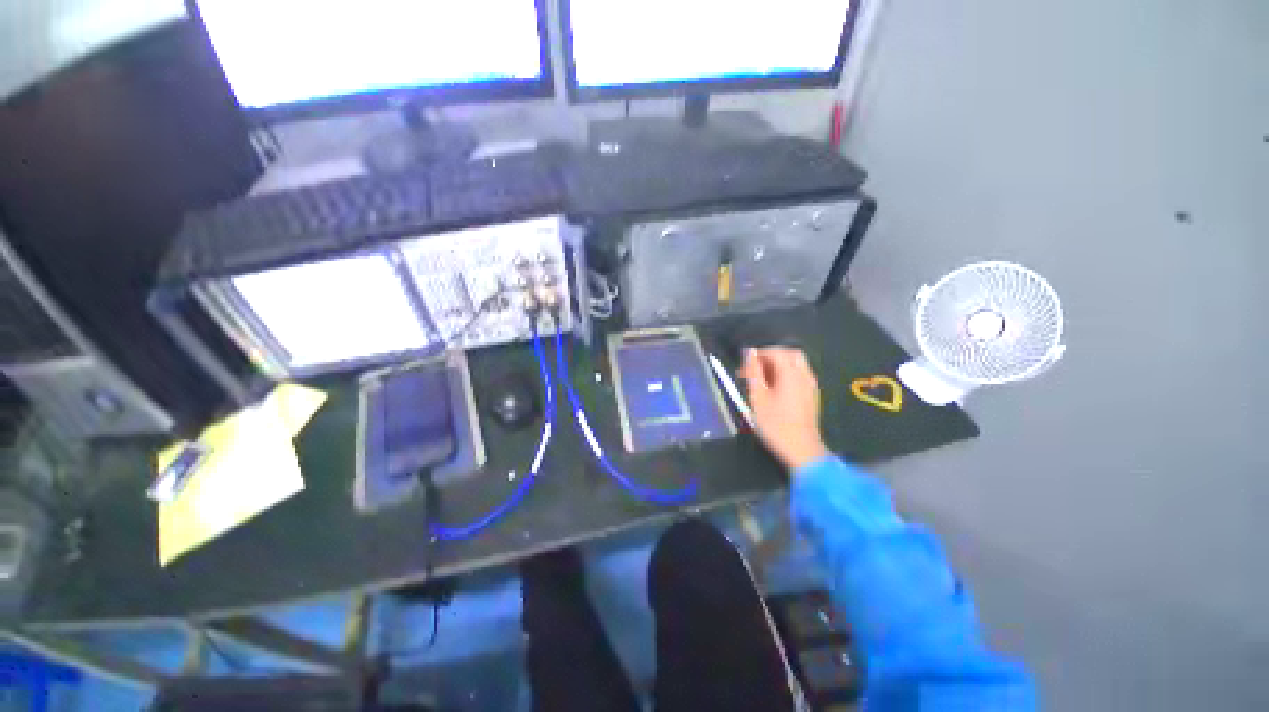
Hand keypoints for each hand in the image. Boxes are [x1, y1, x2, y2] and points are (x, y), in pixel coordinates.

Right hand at [739, 347, 827, 471]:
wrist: (801, 449)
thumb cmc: (775, 424)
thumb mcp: (757, 397)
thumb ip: (753, 372)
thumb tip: (749, 353)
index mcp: (791, 374)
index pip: (776, 352)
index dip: (759, 354)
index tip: (745, 365)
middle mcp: (804, 376)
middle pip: (790, 354)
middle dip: (771, 357)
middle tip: (755, 369)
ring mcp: (811, 386)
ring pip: (797, 365)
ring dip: (779, 366)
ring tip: (762, 380)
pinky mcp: (812, 396)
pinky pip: (801, 375)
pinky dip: (787, 374)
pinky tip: (776, 389)